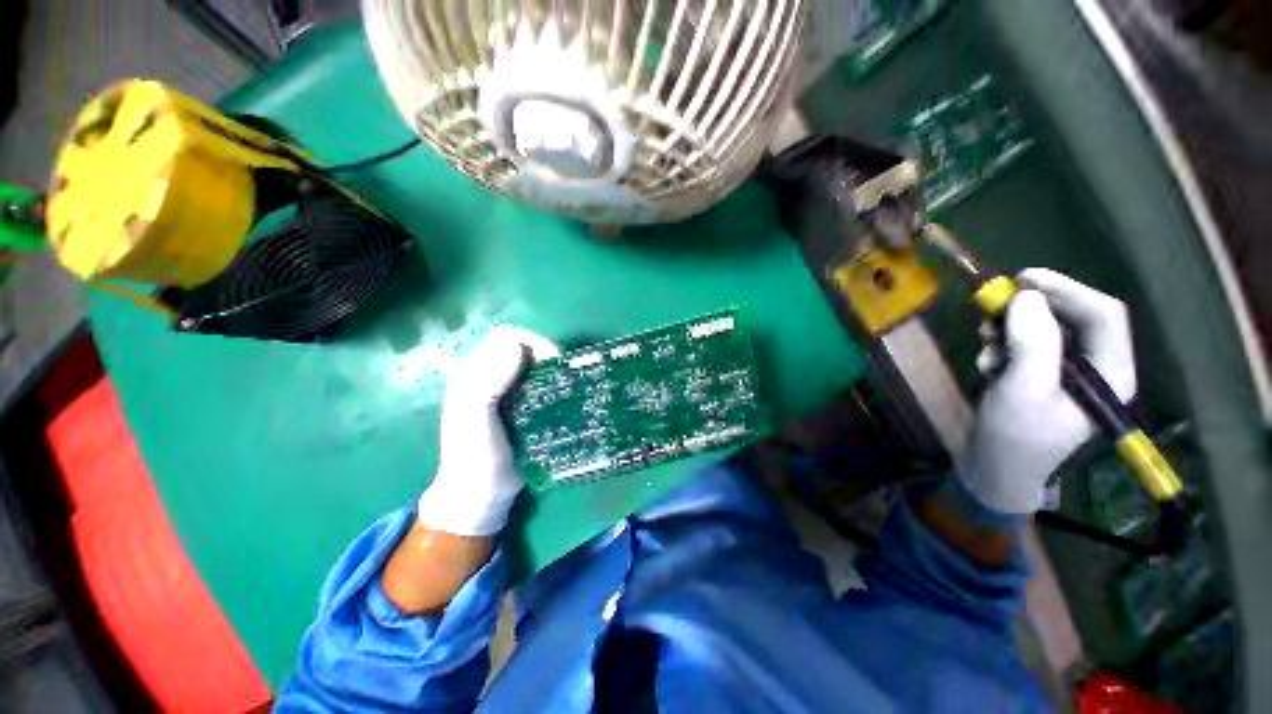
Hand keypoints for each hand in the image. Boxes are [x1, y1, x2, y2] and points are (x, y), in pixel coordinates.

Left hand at [416, 326, 559, 535]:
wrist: (481, 495)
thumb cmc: (475, 456)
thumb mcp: (475, 418)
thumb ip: (488, 381)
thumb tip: (517, 346)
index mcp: (474, 374)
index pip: (506, 337)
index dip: (531, 342)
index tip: (552, 361)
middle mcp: (491, 377)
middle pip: (523, 348)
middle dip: (546, 354)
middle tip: (563, 374)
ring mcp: (508, 393)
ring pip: (534, 366)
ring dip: (552, 371)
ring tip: (567, 385)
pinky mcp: (523, 408)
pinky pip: (541, 385)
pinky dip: (554, 385)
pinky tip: (564, 398)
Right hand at [958, 268, 1135, 514]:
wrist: (994, 470)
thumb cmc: (1015, 437)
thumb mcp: (1022, 390)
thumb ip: (1032, 343)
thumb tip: (1027, 296)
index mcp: (1110, 373)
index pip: (1103, 314)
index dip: (1066, 289)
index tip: (1022, 279)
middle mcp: (1095, 368)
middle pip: (1072, 318)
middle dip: (1032, 310)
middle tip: (992, 305)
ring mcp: (1067, 374)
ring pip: (1044, 331)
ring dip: (1010, 330)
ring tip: (984, 343)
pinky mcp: (1042, 377)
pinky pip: (1026, 347)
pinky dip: (1003, 347)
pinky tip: (987, 363)